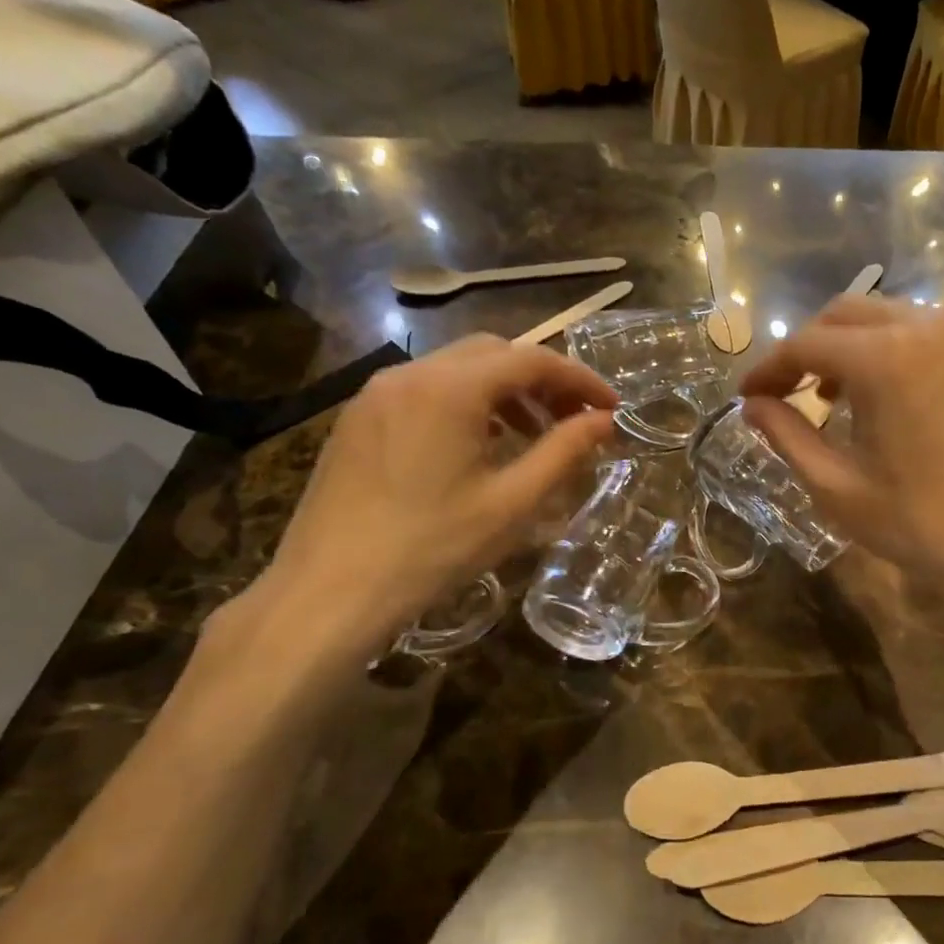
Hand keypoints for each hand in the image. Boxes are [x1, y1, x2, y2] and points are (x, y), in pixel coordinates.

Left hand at [238, 336, 616, 662]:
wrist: (331, 591)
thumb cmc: (433, 548)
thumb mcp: (513, 503)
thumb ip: (564, 452)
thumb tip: (605, 422)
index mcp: (450, 389)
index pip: (532, 360)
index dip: (580, 380)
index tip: (612, 410)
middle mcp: (409, 374)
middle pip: (493, 353)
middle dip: (542, 381)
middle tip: (573, 422)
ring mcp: (376, 394)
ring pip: (456, 370)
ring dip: (504, 392)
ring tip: (530, 436)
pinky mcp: (358, 419)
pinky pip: (425, 391)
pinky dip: (466, 404)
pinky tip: (477, 446)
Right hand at [739, 297, 943, 618]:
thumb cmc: (923, 526)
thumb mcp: (838, 488)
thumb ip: (788, 437)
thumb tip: (754, 406)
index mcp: (886, 358)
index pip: (807, 343)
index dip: (770, 368)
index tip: (749, 396)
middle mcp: (932, 329)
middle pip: (850, 313)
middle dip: (811, 347)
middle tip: (793, 392)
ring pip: (897, 319)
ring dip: (857, 348)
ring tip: (844, 400)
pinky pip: (938, 338)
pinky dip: (903, 355)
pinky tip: (901, 403)